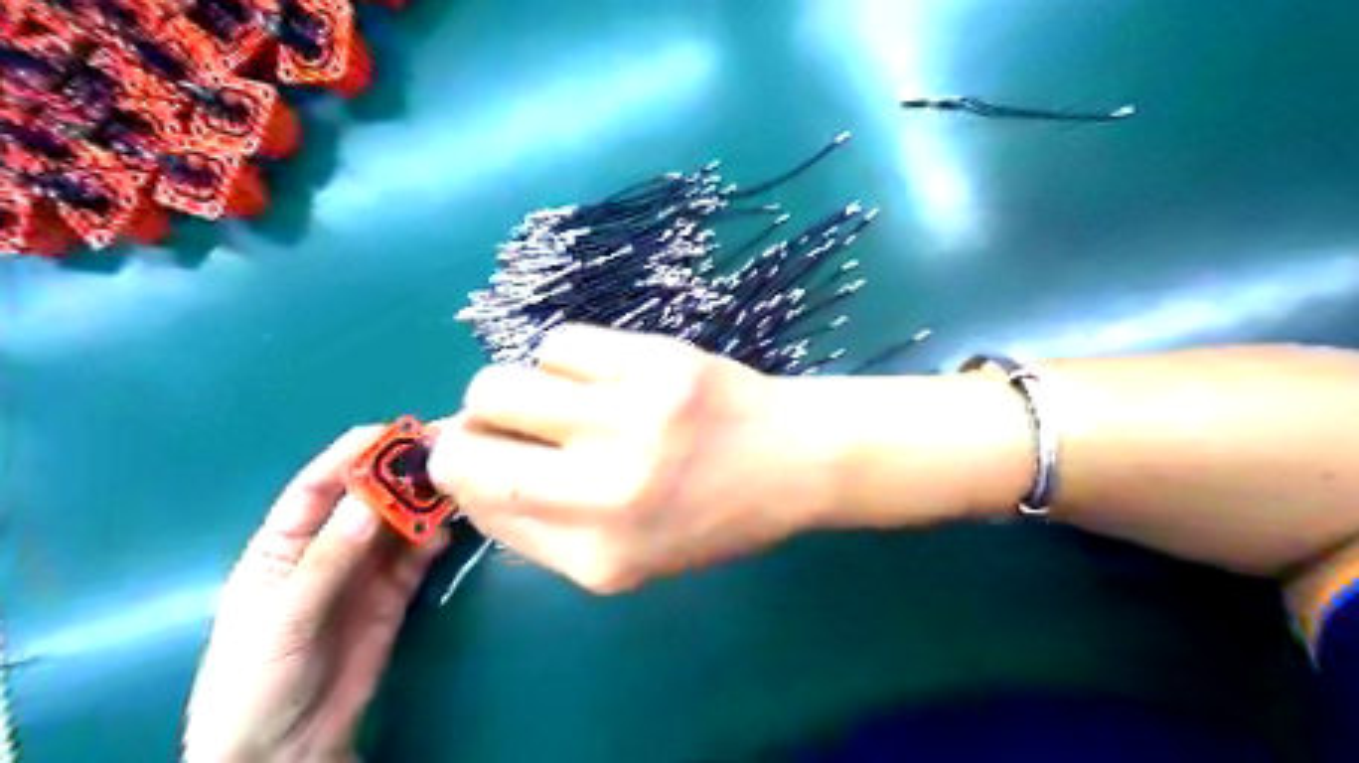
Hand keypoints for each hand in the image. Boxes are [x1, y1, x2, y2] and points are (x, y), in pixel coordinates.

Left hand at [183, 429, 448, 762]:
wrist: (287, 751)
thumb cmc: (257, 682)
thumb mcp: (283, 619)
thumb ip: (327, 560)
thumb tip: (370, 501)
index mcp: (283, 546)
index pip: (317, 487)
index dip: (353, 456)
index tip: (394, 432)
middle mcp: (327, 549)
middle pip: (368, 499)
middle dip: (401, 473)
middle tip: (441, 450)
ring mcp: (364, 571)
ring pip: (399, 524)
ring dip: (424, 502)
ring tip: (456, 481)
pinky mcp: (394, 594)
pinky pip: (417, 556)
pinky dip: (434, 538)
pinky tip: (450, 527)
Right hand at [428, 326, 833, 591]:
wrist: (794, 459)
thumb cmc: (712, 515)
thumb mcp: (627, 554)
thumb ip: (540, 527)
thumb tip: (465, 467)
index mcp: (597, 556)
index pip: (476, 502)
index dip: (463, 473)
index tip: (483, 456)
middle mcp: (606, 492)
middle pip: (465, 443)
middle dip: (470, 431)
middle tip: (511, 425)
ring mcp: (632, 418)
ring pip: (498, 383)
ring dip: (513, 390)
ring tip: (562, 399)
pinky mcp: (655, 360)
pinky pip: (559, 343)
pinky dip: (566, 360)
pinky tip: (604, 375)